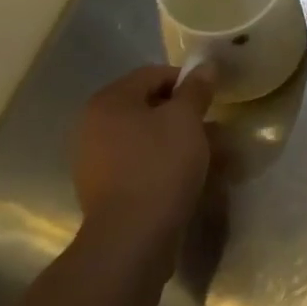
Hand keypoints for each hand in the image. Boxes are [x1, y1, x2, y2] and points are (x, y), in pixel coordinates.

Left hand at [72, 65, 213, 238]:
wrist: (131, 239)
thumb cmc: (159, 166)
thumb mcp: (186, 120)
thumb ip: (196, 89)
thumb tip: (205, 66)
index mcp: (109, 101)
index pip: (153, 75)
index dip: (187, 81)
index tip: (211, 99)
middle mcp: (93, 126)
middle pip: (148, 107)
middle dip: (184, 115)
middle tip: (213, 129)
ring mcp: (94, 160)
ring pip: (146, 138)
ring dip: (177, 141)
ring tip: (208, 156)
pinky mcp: (103, 190)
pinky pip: (139, 164)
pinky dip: (163, 164)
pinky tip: (187, 178)